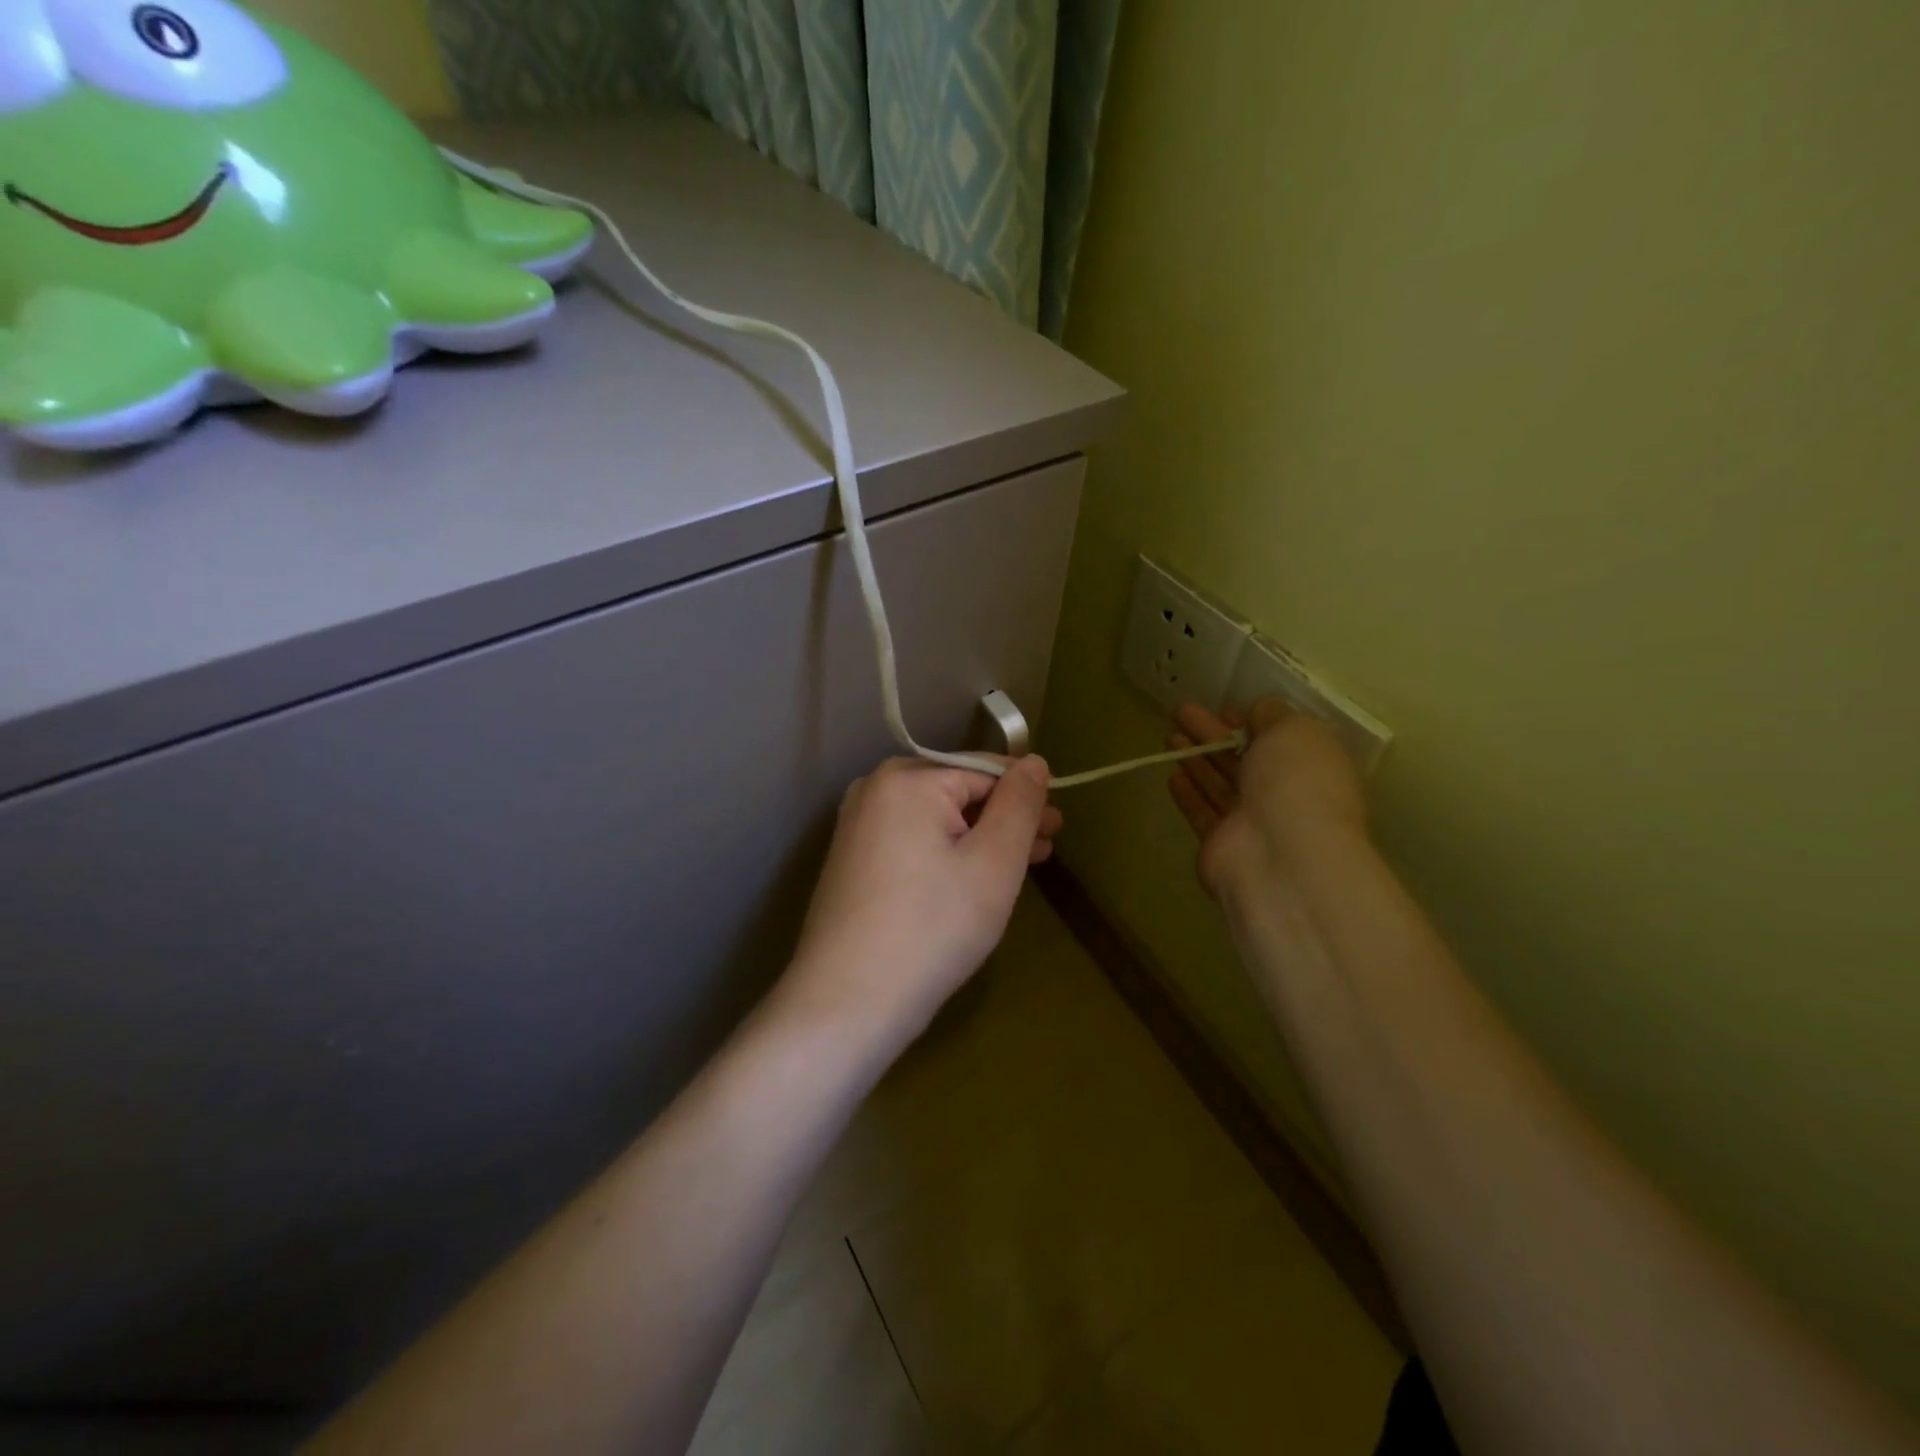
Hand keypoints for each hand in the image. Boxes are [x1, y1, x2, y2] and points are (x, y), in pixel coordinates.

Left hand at [783, 757, 1062, 1046]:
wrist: (847, 1002)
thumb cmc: (932, 928)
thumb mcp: (994, 863)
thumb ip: (1019, 805)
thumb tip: (1034, 761)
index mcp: (906, 779)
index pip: (983, 770)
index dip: (1025, 795)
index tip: (1058, 825)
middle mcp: (874, 790)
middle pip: (957, 792)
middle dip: (1005, 818)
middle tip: (1047, 846)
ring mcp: (857, 826)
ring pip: (936, 820)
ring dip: (981, 838)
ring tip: (1022, 864)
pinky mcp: (852, 860)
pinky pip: (913, 841)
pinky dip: (948, 854)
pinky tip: (974, 878)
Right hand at [1167, 699, 1367, 903]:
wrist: (1282, 857)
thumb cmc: (1296, 782)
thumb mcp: (1294, 730)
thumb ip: (1273, 715)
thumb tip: (1257, 711)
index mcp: (1311, 766)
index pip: (1278, 739)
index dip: (1249, 721)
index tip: (1222, 709)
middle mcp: (1284, 794)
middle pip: (1243, 759)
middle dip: (1212, 734)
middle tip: (1180, 712)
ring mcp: (1252, 823)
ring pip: (1219, 784)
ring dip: (1196, 759)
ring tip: (1169, 736)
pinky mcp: (1222, 845)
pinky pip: (1203, 813)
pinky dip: (1189, 793)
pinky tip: (1172, 774)